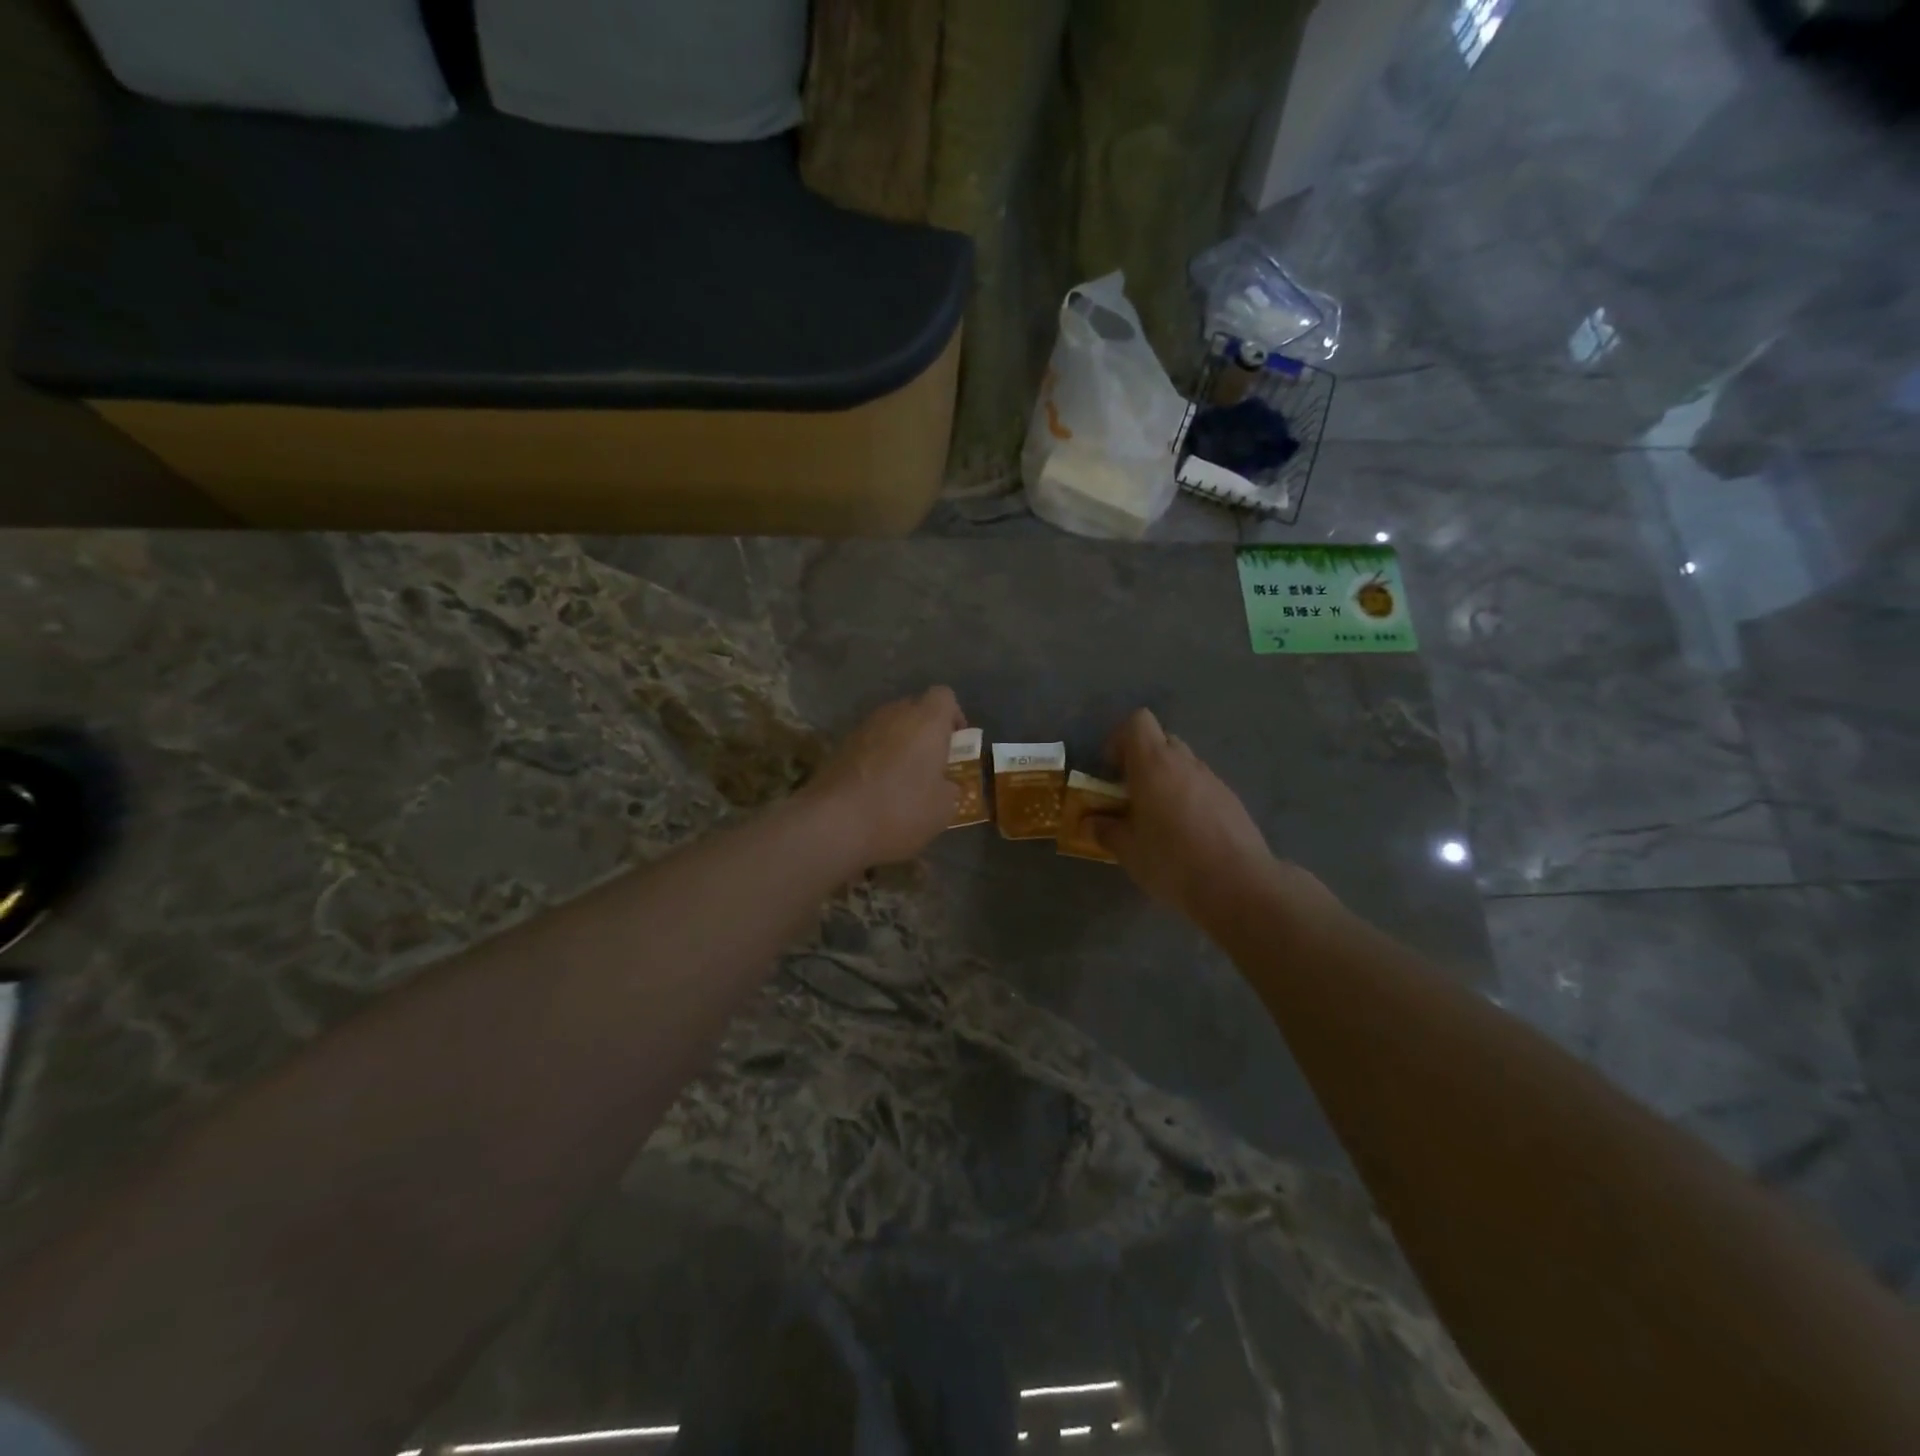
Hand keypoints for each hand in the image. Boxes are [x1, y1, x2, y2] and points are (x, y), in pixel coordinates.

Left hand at [801, 687, 965, 868]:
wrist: (834, 822)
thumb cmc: (900, 810)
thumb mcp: (943, 809)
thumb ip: (951, 789)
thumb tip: (945, 785)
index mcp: (926, 721)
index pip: (944, 696)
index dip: (953, 716)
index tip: (956, 744)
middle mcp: (894, 714)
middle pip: (915, 708)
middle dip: (926, 731)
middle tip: (932, 763)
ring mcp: (862, 728)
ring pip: (889, 726)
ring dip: (899, 745)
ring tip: (903, 778)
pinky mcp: (839, 746)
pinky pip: (868, 744)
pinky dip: (876, 758)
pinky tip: (876, 788)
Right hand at [1089, 709, 1285, 924]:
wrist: (1238, 885)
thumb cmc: (1172, 861)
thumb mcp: (1127, 851)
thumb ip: (1105, 830)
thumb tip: (1090, 822)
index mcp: (1154, 764)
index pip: (1137, 722)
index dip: (1120, 740)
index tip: (1111, 771)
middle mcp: (1185, 763)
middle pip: (1162, 740)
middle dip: (1143, 760)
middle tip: (1131, 794)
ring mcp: (1213, 780)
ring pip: (1184, 764)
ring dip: (1167, 780)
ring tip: (1159, 818)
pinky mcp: (1232, 800)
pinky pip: (1203, 786)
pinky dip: (1189, 798)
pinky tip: (1187, 833)